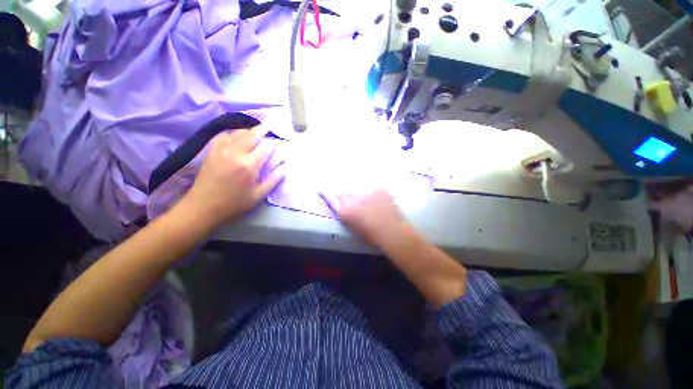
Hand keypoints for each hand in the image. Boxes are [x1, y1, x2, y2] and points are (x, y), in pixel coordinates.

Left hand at [184, 126, 284, 226]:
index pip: (265, 148)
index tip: (279, 143)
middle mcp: (235, 154)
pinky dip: (233, 133)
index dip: (273, 144)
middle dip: (262, 129)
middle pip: (251, 135)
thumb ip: (273, 181)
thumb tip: (284, 168)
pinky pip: (224, 136)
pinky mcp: (212, 151)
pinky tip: (237, 135)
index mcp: (248, 166)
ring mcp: (221, 150)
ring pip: (237, 133)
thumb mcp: (258, 196)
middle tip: (270, 124)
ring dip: (249, 130)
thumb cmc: (234, 202)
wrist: (203, 205)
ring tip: (256, 130)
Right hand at [320, 189, 410, 244]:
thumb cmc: (372, 236)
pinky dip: (378, 196)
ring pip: (361, 191)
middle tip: (359, 204)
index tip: (321, 189)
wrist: (392, 231)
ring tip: (375, 207)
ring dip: (365, 196)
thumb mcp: (355, 228)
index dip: (326, 194)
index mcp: (346, 212)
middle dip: (349, 196)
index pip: (331, 200)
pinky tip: (384, 204)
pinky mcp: (378, 189)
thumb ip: (347, 215)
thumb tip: (346, 208)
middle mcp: (352, 199)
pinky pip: (375, 190)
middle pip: (345, 192)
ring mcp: (367, 192)